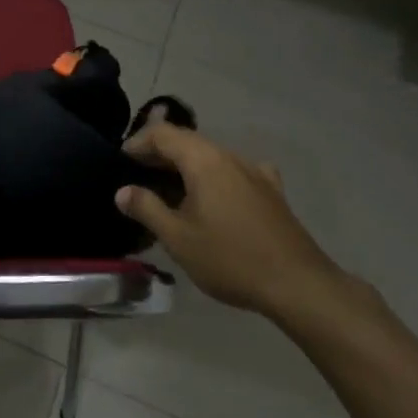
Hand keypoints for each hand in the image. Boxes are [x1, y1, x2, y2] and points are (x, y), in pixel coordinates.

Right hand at [115, 122, 357, 328]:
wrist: (298, 284)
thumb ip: (147, 209)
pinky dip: (215, 176)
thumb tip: (123, 191)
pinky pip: (234, 171)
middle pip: (187, 141)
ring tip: (168, 190)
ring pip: (211, 156)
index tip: (119, 161)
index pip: (162, 133)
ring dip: (186, 166)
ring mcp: (254, 171)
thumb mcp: (178, 238)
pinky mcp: (271, 191)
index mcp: (203, 160)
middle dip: (159, 153)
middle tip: (137, 176)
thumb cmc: (230, 258)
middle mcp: (229, 156)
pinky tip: (216, 195)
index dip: (137, 142)